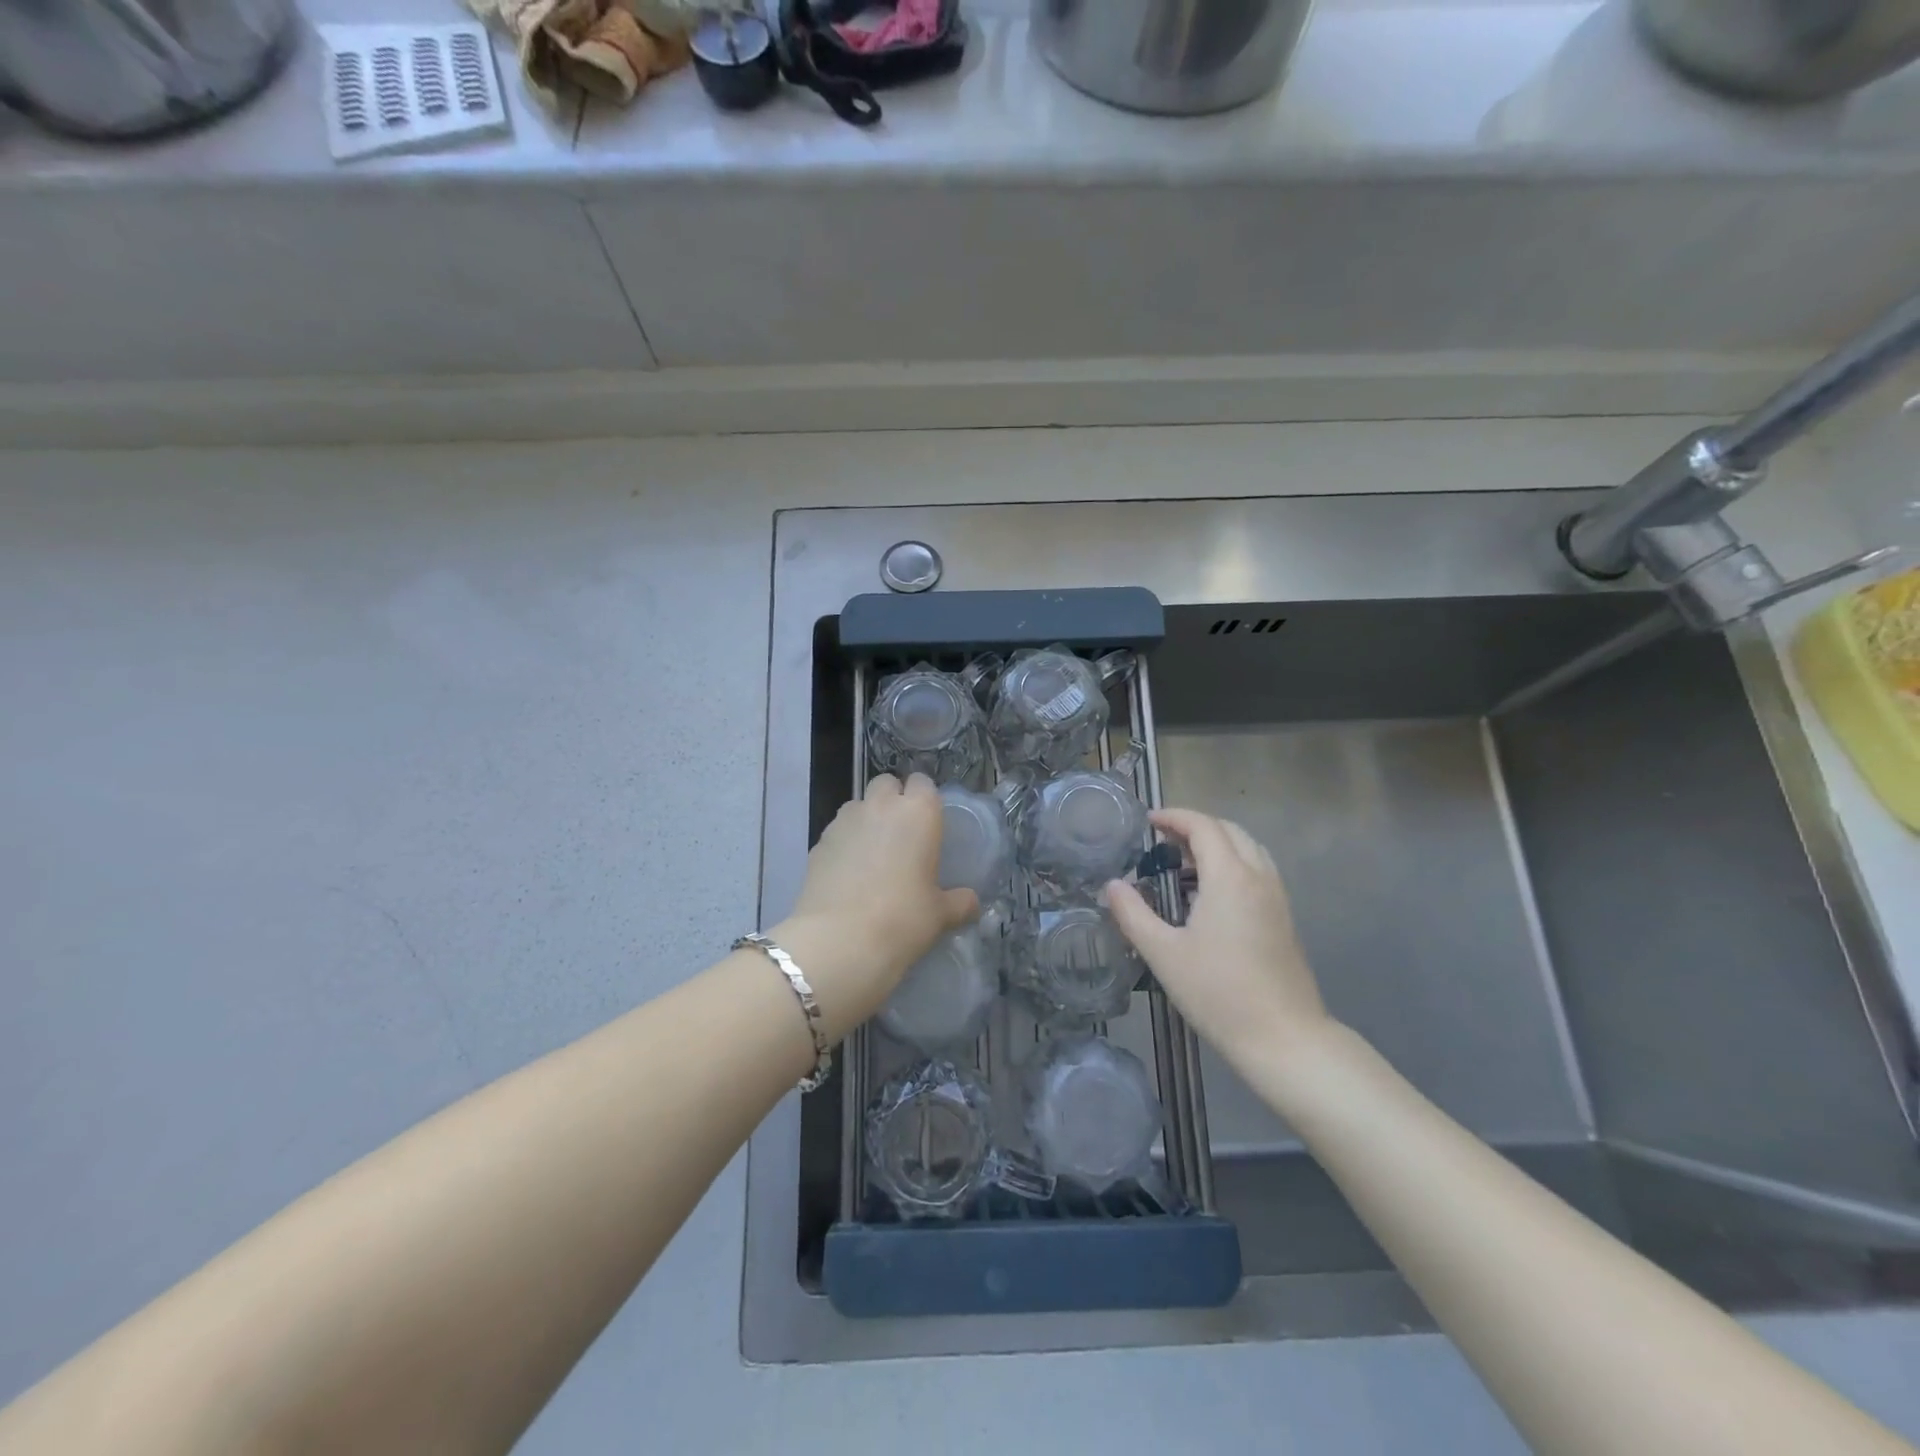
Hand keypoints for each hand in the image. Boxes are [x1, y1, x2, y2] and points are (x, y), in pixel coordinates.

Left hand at [774, 773, 978, 1040]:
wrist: (839, 942)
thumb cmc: (902, 920)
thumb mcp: (940, 915)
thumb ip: (959, 902)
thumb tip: (970, 902)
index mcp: (918, 812)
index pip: (923, 783)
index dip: (925, 799)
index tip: (929, 823)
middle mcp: (880, 806)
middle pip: (886, 784)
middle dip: (893, 800)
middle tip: (902, 835)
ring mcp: (844, 821)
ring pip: (858, 805)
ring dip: (867, 819)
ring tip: (873, 855)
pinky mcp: (818, 842)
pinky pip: (838, 832)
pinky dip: (845, 844)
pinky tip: (849, 874)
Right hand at [1104, 807, 1330, 1068]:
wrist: (1284, 1038)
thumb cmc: (1218, 993)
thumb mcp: (1163, 954)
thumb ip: (1133, 914)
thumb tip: (1112, 886)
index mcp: (1229, 878)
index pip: (1203, 826)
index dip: (1174, 817)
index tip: (1148, 822)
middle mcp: (1258, 877)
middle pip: (1229, 831)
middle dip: (1195, 826)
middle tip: (1162, 840)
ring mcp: (1276, 897)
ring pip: (1248, 849)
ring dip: (1217, 843)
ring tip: (1183, 863)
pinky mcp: (1284, 918)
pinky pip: (1257, 871)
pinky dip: (1232, 863)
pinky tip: (1209, 895)